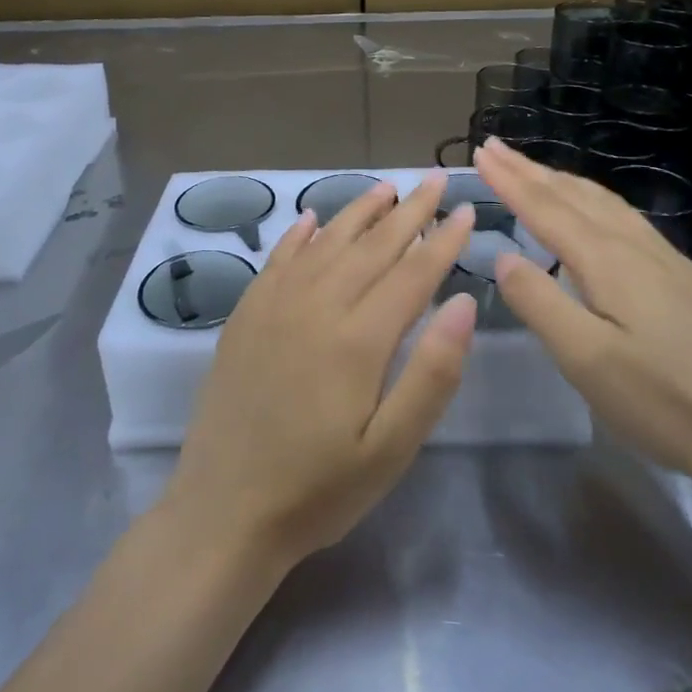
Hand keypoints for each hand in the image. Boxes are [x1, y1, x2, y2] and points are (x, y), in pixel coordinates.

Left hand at [164, 171, 477, 566]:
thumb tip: (463, 303)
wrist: (223, 511)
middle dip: (409, 211)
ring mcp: (273, 307)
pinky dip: (298, 235)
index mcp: (358, 338)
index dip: (443, 240)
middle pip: (371, 246)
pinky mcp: (245, 317)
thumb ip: (432, 374)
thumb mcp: (391, 449)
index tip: (467, 211)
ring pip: (325, 243)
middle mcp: (315, 306)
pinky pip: (277, 260)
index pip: (412, 272)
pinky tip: (310, 218)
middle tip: (435, 179)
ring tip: (386, 188)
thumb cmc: (318, 489)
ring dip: (358, 212)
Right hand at [474, 137, 691, 490]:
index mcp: (608, 262)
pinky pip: (628, 221)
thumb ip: (540, 303)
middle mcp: (638, 249)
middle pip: (576, 197)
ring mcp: (670, 263)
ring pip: (607, 205)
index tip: (480, 151)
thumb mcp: (586, 360)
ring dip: (565, 183)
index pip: (547, 209)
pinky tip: (600, 216)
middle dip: (532, 171)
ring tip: (538, 172)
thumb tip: (504, 256)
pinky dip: (596, 203)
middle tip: (497, 148)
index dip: (510, 180)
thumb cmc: (664, 402)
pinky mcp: (688, 283)